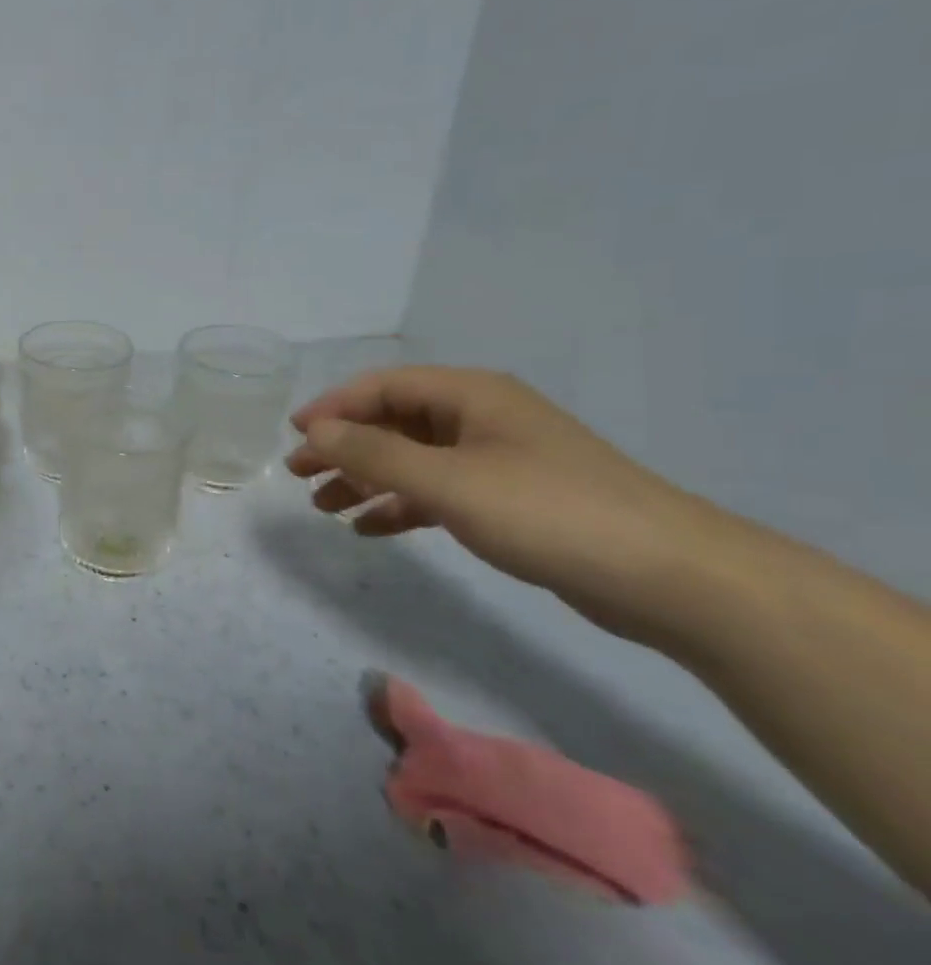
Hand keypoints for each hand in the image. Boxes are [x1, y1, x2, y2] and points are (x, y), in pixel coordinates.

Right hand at [288, 367, 733, 645]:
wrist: (671, 577)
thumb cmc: (550, 512)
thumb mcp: (449, 481)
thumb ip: (373, 454)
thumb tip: (313, 432)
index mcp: (470, 395)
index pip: (382, 387)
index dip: (332, 408)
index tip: (293, 437)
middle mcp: (480, 418)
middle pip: (392, 422)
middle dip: (342, 447)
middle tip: (297, 475)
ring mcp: (496, 460)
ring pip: (411, 460)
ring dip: (365, 479)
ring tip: (324, 506)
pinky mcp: (508, 500)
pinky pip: (436, 492)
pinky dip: (400, 506)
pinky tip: (371, 528)